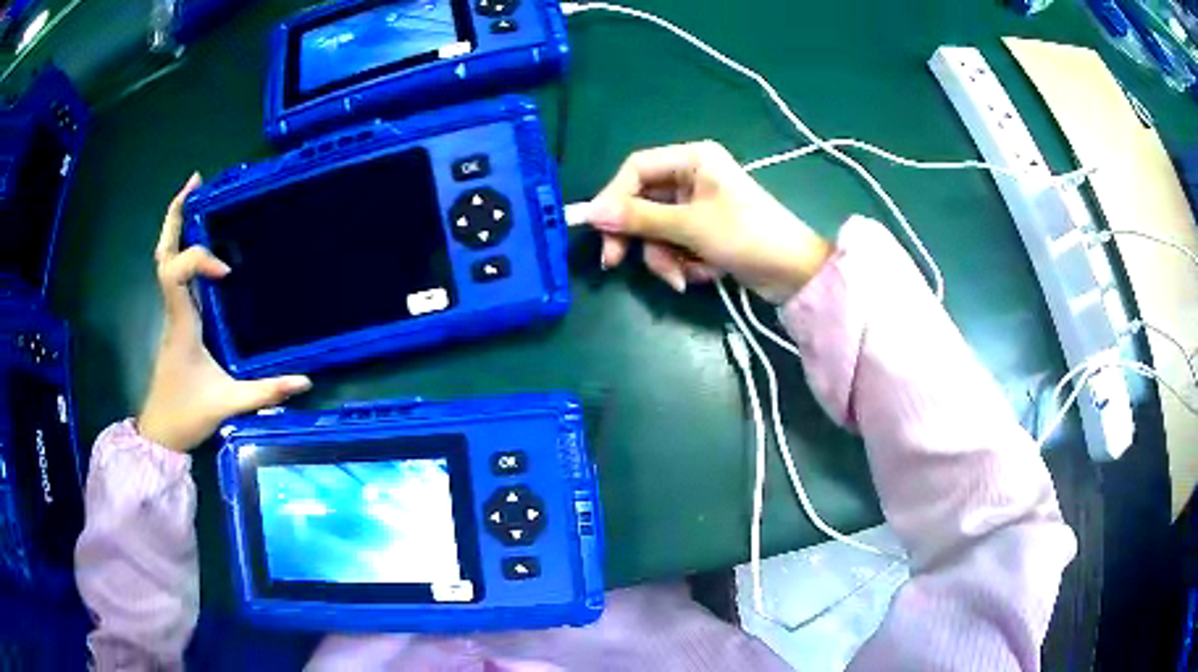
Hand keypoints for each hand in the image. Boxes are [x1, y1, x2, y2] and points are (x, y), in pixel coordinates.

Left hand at [137, 173, 312, 452]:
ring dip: (177, 225)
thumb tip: (305, 380)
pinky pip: (174, 273)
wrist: (161, 432)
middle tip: (196, 182)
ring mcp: (172, 313)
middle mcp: (172, 309)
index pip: (176, 271)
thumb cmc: (187, 414)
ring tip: (195, 195)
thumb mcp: (227, 404)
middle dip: (176, 215)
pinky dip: (182, 248)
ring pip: (164, 259)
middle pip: (163, 253)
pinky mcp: (176, 319)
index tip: (227, 273)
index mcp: (180, 321)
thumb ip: (265, 391)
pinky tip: (200, 242)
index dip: (199, 259)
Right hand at [586, 141, 831, 302]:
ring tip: (684, 276)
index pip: (636, 169)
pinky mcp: (705, 231)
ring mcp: (699, 205)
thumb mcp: (690, 226)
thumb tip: (592, 214)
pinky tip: (704, 275)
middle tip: (617, 262)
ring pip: (657, 229)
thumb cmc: (747, 236)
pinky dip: (683, 262)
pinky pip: (676, 244)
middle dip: (640, 237)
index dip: (613, 197)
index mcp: (692, 159)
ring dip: (664, 256)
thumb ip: (639, 218)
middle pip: (643, 202)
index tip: (597, 228)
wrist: (796, 274)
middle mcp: (692, 176)